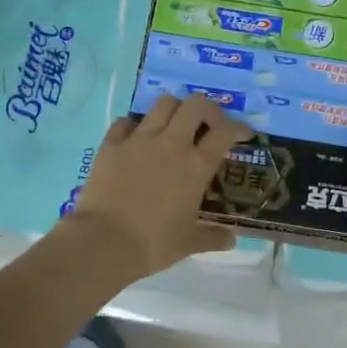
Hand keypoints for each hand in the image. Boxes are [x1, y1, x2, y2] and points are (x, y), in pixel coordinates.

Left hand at [66, 94, 252, 282]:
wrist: (104, 242)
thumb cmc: (153, 243)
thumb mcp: (189, 243)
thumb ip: (213, 237)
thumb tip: (232, 240)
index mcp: (196, 166)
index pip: (225, 132)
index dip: (239, 128)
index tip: (243, 134)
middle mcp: (171, 143)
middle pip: (196, 104)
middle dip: (208, 110)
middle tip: (208, 126)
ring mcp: (139, 140)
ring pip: (163, 104)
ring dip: (175, 110)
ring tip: (175, 126)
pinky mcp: (112, 144)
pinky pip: (127, 121)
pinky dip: (136, 125)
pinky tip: (137, 138)